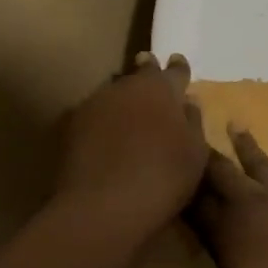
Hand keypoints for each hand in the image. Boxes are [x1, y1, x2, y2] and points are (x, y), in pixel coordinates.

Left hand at [56, 52, 206, 235]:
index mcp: (161, 89)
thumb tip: (188, 102)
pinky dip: (103, 119)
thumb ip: (193, 122)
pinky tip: (105, 133)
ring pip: (114, 91)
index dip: (179, 68)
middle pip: (139, 73)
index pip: (174, 71)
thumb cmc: (163, 177)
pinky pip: (94, 114)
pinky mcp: (72, 126)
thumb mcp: (195, 153)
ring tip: (128, 109)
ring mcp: (96, 104)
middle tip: (149, 70)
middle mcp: (127, 87)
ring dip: (123, 98)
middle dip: (146, 72)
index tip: (178, 61)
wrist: (104, 206)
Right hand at [157, 127, 267, 267]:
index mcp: (227, 229)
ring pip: (255, 164)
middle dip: (202, 148)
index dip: (177, 185)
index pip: (193, 202)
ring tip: (234, 124)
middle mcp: (250, 203)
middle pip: (220, 172)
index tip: (160, 159)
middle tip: (189, 116)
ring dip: (243, 145)